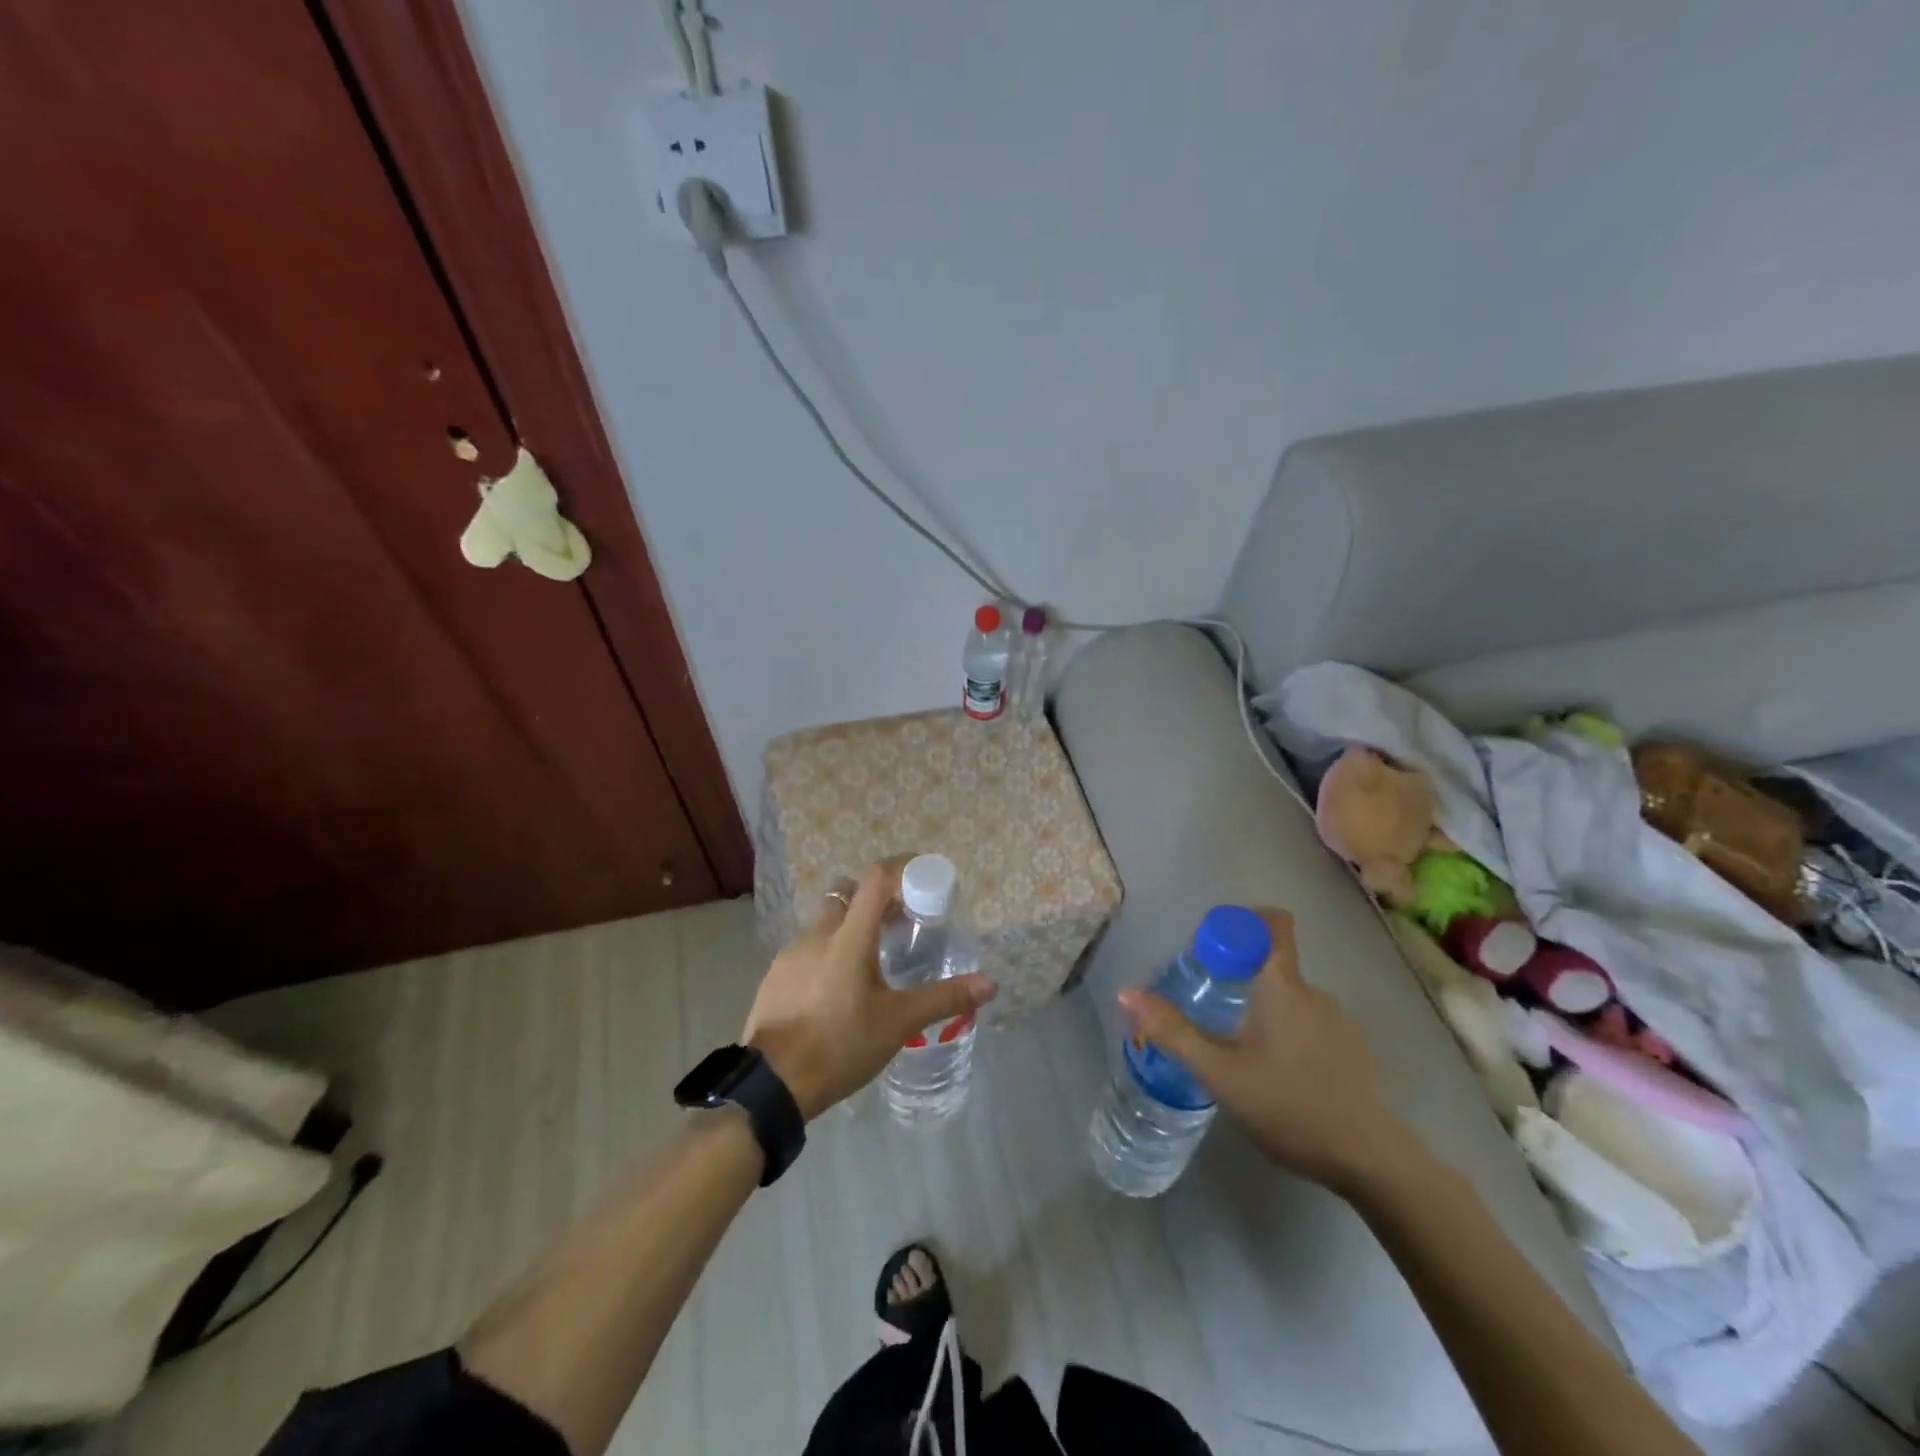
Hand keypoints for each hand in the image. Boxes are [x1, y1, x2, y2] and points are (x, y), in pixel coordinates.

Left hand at [743, 859, 996, 1120]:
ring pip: (825, 923)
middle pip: (847, 895)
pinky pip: (806, 949)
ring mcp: (790, 953)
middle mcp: (817, 934)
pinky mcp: (775, 975)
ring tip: (869, 962)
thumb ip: (943, 998)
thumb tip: (990, 983)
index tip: (920, 877)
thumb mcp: (899, 1023)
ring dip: (848, 929)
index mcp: (850, 937)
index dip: (900, 868)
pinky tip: (836, 989)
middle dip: (873, 901)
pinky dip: (826, 954)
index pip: (876, 879)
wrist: (772, 1084)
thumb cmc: (841, 1044)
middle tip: (897, 925)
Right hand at [1118, 908, 1412, 1193]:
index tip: (1211, 947)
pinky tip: (1275, 1077)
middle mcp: (1314, 992)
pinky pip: (1309, 1024)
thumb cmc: (1290, 1106)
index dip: (1241, 920)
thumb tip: (1126, 992)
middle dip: (1237, 978)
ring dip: (1260, 1011)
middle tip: (1208, 1011)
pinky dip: (1285, 1034)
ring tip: (1237, 1052)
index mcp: (1283, 985)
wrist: (1371, 1162)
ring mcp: (1339, 1022)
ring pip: (1288, 999)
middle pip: (1271, 964)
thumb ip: (1173, 1032)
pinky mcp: (1352, 1051)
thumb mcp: (1220, 1073)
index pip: (1271, 922)